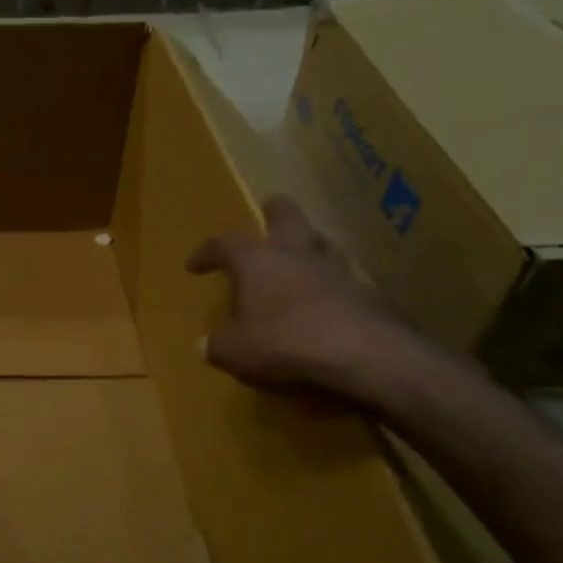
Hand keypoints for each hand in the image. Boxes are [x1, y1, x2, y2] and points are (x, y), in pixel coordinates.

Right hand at [187, 196, 417, 402]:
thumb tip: (205, 345)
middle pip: (287, 217)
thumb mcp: (234, 351)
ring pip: (322, 243)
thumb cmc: (284, 342)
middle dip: (275, 211)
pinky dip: (332, 285)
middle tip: (269, 208)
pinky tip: (328, 299)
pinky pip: (345, 280)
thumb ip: (217, 345)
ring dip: (309, 246)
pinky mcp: (368, 294)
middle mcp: (295, 255)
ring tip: (300, 256)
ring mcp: (336, 271)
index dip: (205, 252)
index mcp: (256, 260)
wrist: (364, 355)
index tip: (194, 265)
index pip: (222, 244)